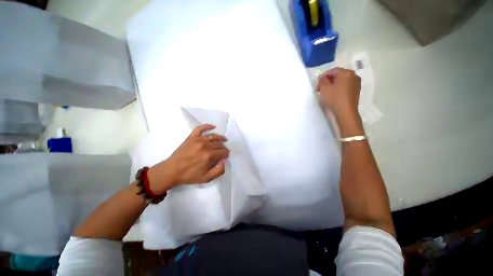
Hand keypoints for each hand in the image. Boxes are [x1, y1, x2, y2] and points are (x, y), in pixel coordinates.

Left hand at [147, 124, 229, 194]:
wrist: (172, 171)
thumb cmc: (189, 175)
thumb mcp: (206, 178)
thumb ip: (219, 171)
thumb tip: (224, 160)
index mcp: (209, 156)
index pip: (223, 152)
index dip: (226, 154)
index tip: (225, 156)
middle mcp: (205, 146)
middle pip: (219, 144)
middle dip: (224, 147)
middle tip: (223, 151)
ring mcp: (198, 140)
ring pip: (213, 136)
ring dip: (220, 138)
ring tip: (224, 139)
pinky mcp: (191, 137)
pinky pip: (200, 128)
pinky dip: (207, 126)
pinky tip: (213, 126)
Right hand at [316, 67, 360, 119]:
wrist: (346, 112)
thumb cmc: (334, 98)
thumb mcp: (324, 88)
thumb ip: (322, 80)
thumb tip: (323, 78)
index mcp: (346, 73)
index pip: (332, 71)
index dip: (323, 76)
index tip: (317, 84)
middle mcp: (353, 76)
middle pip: (338, 75)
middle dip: (327, 81)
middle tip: (320, 88)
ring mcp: (356, 83)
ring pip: (341, 81)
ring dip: (332, 85)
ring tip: (326, 92)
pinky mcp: (356, 91)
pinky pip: (345, 86)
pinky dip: (338, 88)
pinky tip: (333, 95)